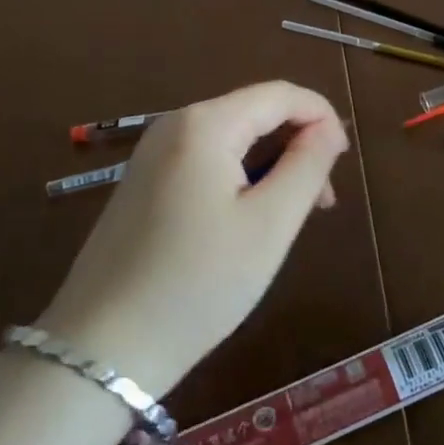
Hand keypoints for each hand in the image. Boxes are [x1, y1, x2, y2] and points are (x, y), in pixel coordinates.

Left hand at [37, 82, 348, 395]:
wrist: (99, 350)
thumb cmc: (197, 284)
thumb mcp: (268, 226)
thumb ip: (306, 166)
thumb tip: (329, 129)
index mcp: (205, 123)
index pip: (279, 94)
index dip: (321, 116)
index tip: (344, 163)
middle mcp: (174, 124)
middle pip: (253, 113)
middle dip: (296, 144)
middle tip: (321, 203)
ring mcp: (152, 153)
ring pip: (230, 139)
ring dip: (269, 165)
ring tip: (290, 217)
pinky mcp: (142, 182)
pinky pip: (204, 161)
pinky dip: (237, 178)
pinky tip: (245, 222)